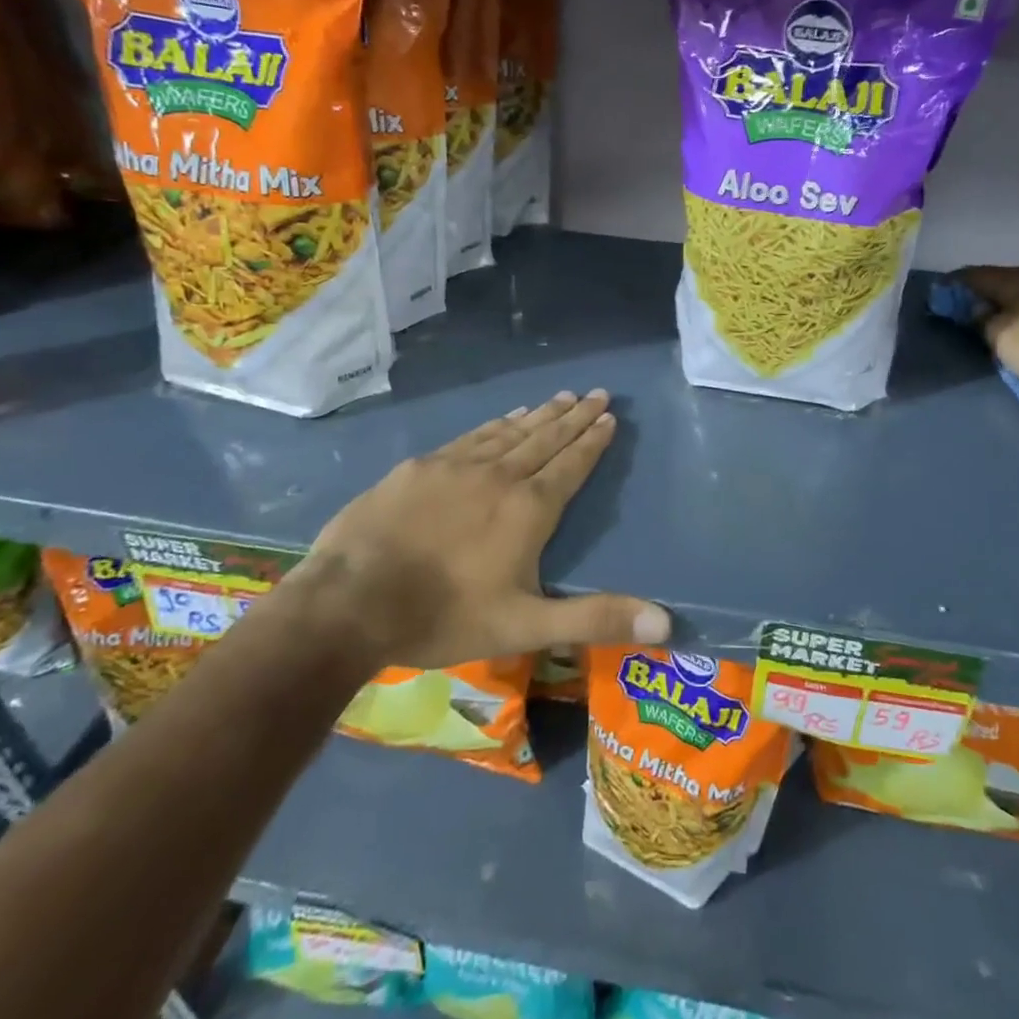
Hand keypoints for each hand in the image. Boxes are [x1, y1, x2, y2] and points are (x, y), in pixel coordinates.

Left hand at [294, 391, 669, 672]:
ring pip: (510, 432)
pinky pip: (471, 437)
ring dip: (540, 414)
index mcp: (529, 509)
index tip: (610, 415)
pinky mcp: (420, 467)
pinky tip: (504, 419)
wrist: (351, 602)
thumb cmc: (445, 615)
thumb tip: (666, 624)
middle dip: (575, 416)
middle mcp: (500, 476)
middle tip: (597, 393)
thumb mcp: (527, 626)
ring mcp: (456, 466)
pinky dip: (496, 425)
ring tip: (561, 397)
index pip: (571, 464)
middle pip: (546, 438)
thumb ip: (596, 619)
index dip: (593, 440)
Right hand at [959, 265, 1018, 407]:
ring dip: (1009, 302)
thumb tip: (976, 309)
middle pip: (1005, 281)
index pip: (978, 274)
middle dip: (984, 291)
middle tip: (965, 305)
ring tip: (995, 317)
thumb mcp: (1002, 338)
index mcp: (1018, 281)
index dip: (957, 283)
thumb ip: (984, 320)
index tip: (941, 293)